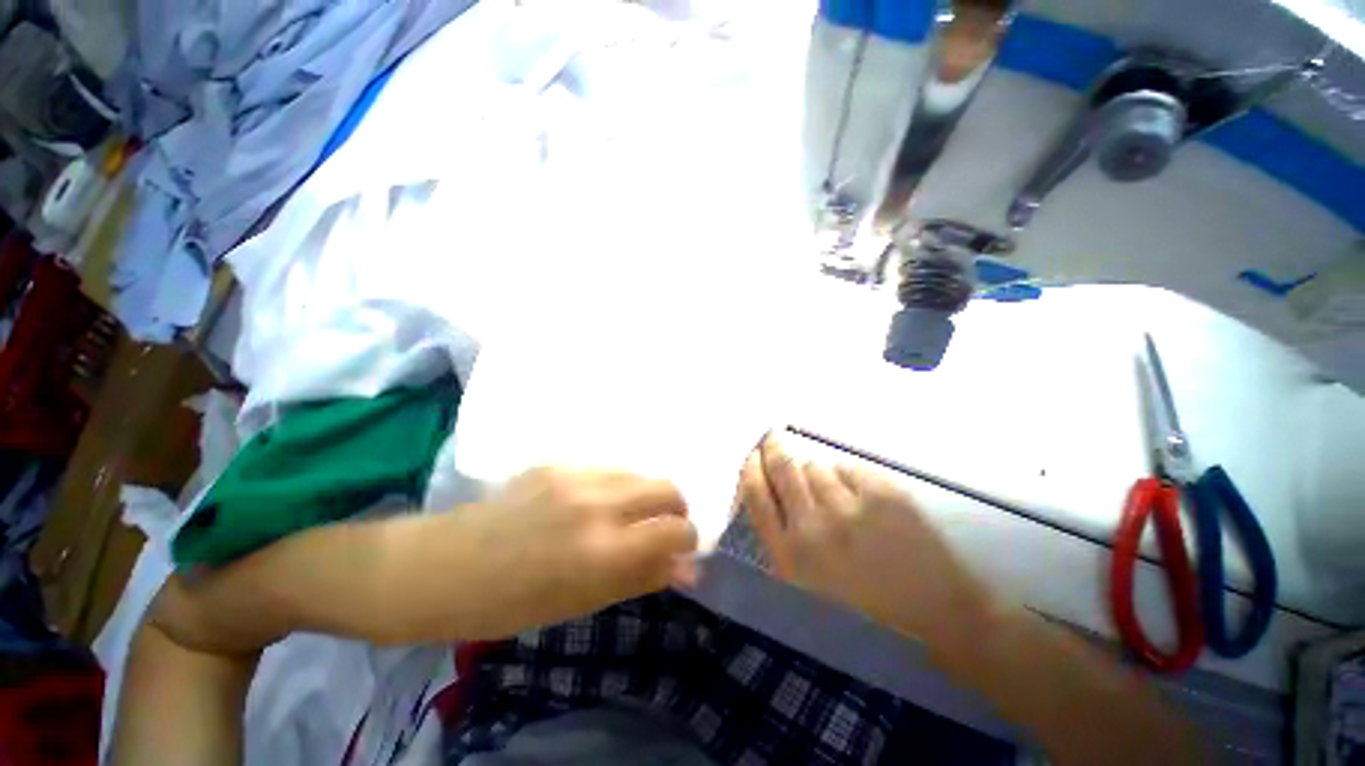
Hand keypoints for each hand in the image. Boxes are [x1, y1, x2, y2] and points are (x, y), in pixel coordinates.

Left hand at [432, 467, 698, 638]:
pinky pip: (605, 469)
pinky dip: (613, 487)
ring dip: (643, 495)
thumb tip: (689, 568)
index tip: (680, 550)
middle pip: (666, 487)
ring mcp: (575, 475)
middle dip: (673, 510)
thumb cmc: (512, 604)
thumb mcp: (582, 603)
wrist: (443, 567)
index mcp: (604, 550)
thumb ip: (641, 579)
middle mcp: (598, 503)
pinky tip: (586, 505)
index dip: (687, 540)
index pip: (676, 529)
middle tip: (657, 530)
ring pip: (638, 473)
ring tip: (620, 517)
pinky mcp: (557, 462)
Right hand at [739, 434, 990, 647]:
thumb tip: (768, 486)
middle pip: (782, 467)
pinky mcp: (883, 494)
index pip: (755, 492)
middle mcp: (813, 527)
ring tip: (836, 496)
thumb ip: (780, 534)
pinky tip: (862, 499)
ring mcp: (849, 508)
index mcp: (789, 554)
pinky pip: (849, 467)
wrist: (933, 613)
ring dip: (818, 473)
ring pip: (816, 466)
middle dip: (774, 446)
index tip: (754, 455)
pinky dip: (849, 476)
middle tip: (775, 436)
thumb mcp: (805, 581)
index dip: (752, 466)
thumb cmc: (862, 604)